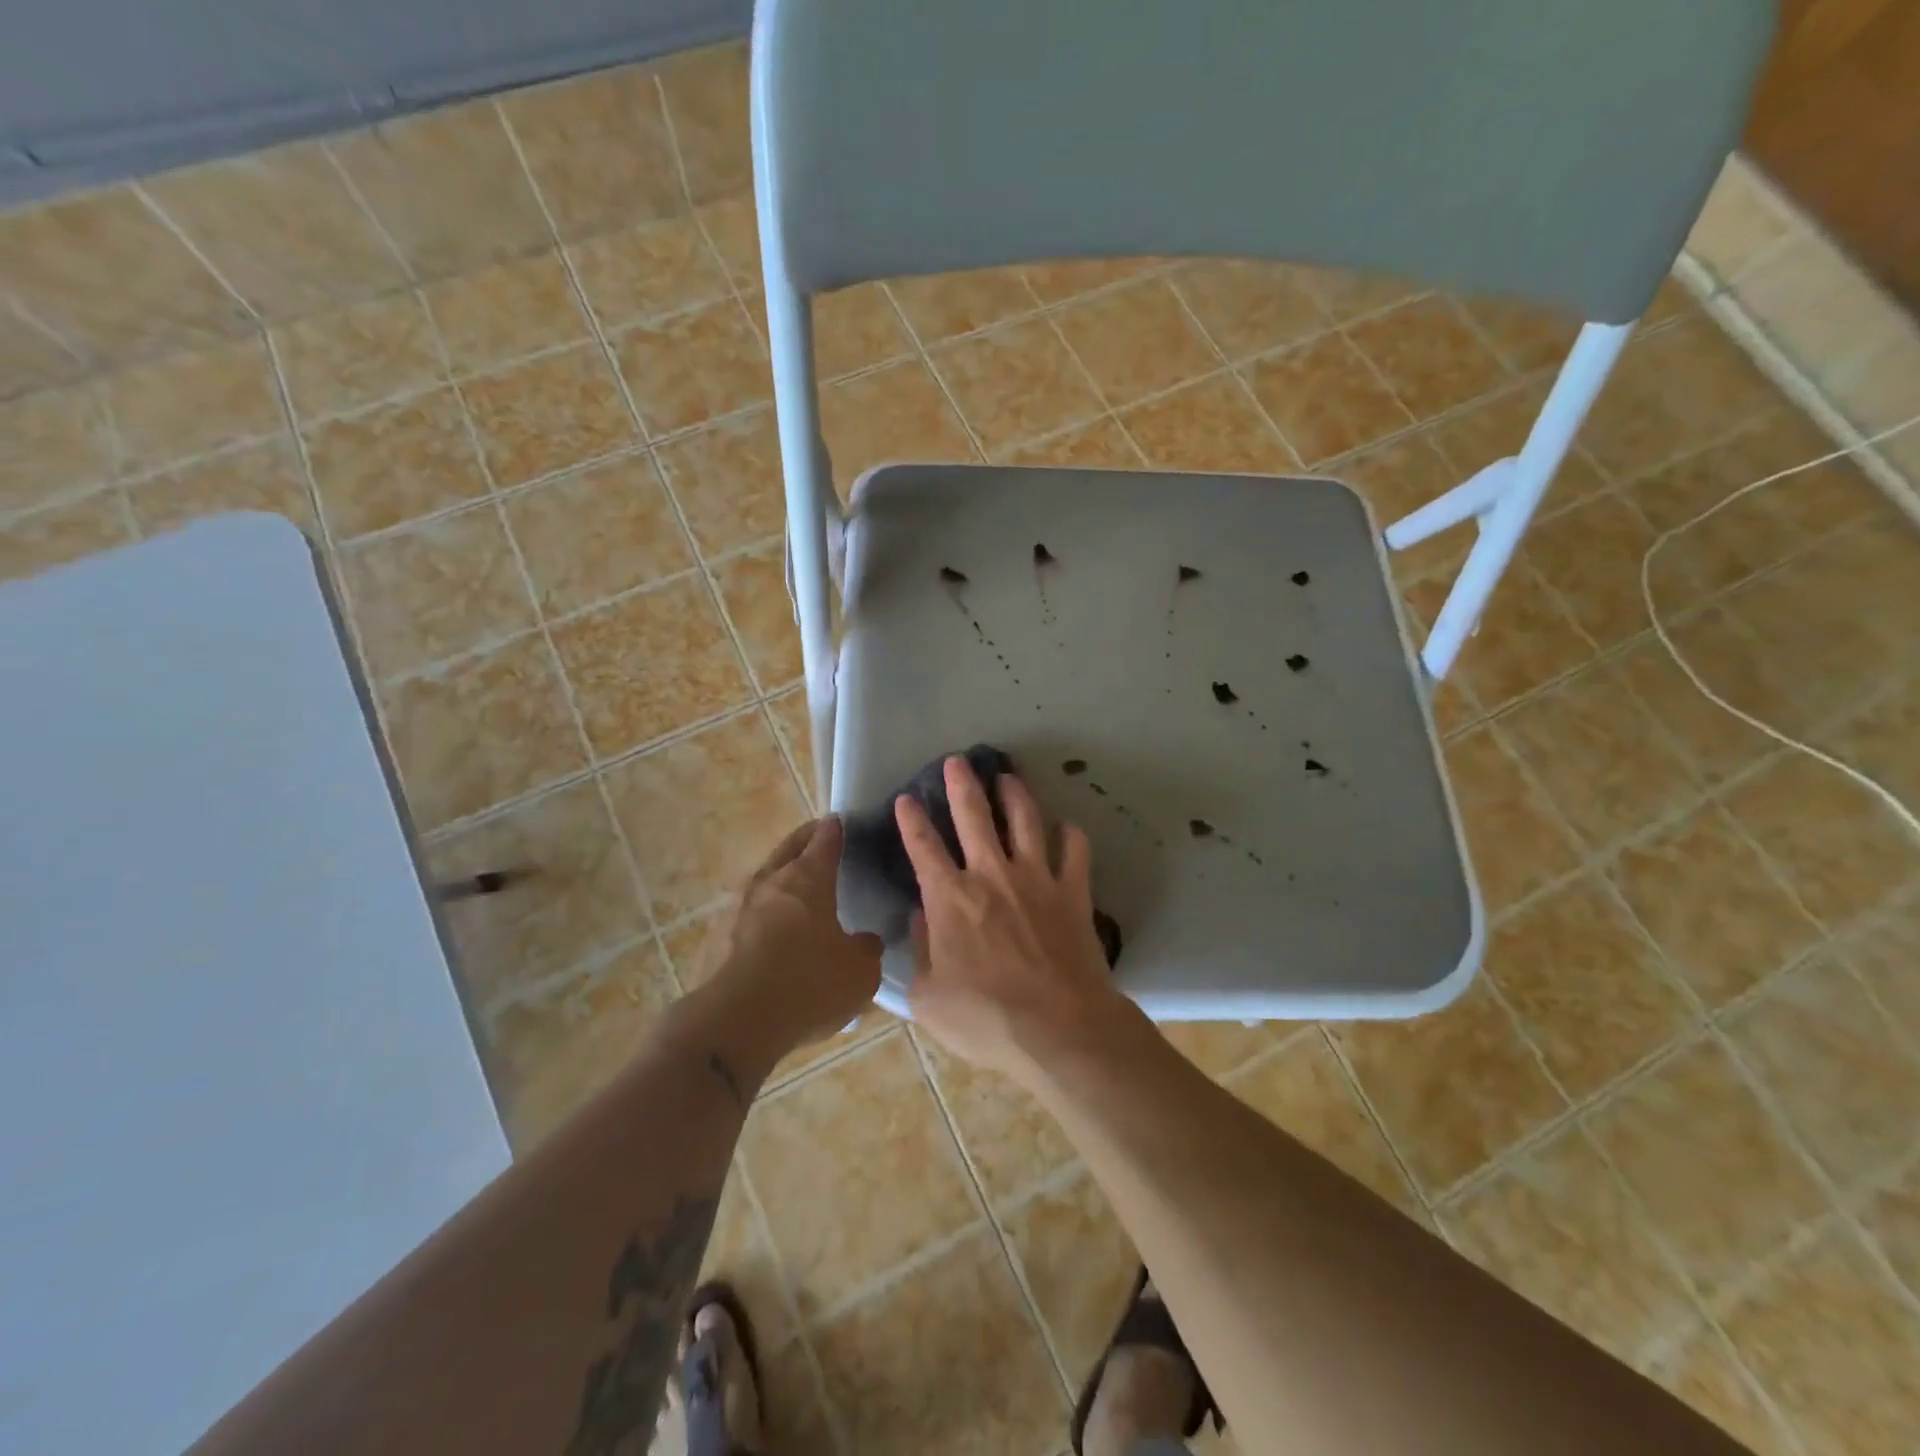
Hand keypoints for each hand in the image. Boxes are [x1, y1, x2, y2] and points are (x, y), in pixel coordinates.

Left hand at [702, 817, 882, 1051]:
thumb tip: (864, 941)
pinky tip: (769, 935)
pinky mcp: (714, 939)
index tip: (840, 823)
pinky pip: (744, 916)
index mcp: (808, 878)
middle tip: (818, 838)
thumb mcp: (859, 972)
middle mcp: (769, 882)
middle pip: (788, 848)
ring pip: (763, 880)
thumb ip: (866, 949)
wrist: (734, 1023)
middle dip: (804, 840)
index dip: (835, 829)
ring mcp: (735, 908)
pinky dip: (760, 916)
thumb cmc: (808, 984)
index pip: (825, 839)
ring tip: (794, 891)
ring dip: (779, 879)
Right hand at [895, 758, 1129, 1082]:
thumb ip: (920, 953)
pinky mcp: (1073, 891)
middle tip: (957, 761)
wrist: (1060, 1029)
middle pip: (974, 816)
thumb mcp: (929, 998)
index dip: (911, 820)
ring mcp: (1037, 879)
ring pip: (1025, 820)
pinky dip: (1070, 835)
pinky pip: (1075, 850)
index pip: (923, 848)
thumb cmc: (986, 1020)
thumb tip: (921, 919)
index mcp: (950, 899)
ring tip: (1008, 777)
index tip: (906, 798)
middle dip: (961, 784)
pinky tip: (1066, 826)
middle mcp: (992, 875)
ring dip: (1015, 794)